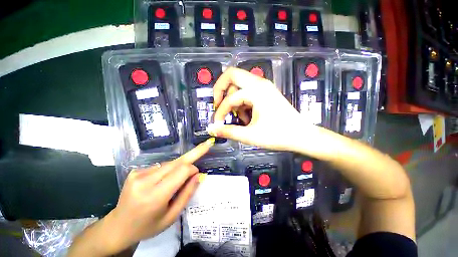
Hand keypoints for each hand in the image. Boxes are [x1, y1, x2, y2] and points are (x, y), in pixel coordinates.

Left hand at [105, 138, 214, 253]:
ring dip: (179, 166)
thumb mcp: (172, 216)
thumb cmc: (148, 226)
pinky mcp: (136, 170)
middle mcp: (145, 181)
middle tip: (207, 144)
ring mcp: (138, 173)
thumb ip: (187, 194)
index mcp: (154, 196)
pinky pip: (161, 166)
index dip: (192, 169)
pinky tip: (164, 180)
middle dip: (193, 154)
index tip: (197, 174)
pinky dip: (168, 170)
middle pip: (177, 162)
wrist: (118, 226)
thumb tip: (198, 175)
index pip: (181, 171)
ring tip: (176, 180)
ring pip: (170, 163)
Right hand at [208, 67, 313, 150]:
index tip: (217, 125)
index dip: (220, 112)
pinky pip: (247, 90)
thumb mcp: (250, 135)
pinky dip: (242, 101)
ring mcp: (263, 86)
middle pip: (231, 75)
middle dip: (220, 90)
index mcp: (256, 91)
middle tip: (218, 105)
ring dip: (233, 98)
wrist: (301, 135)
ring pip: (239, 83)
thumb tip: (211, 129)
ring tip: (239, 116)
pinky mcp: (265, 92)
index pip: (229, 99)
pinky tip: (247, 116)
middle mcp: (259, 83)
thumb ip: (228, 131)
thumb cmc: (277, 135)